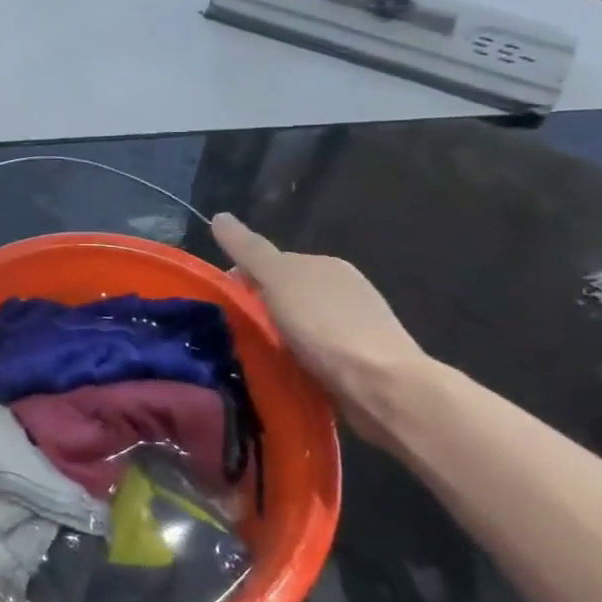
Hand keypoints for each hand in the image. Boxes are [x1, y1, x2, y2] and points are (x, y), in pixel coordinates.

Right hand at [211, 213, 427, 445]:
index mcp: (325, 264)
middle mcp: (343, 289)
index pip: (273, 263)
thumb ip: (249, 250)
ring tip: (256, 355)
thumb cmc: (325, 326)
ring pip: (301, 324)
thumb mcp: (278, 279)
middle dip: (260, 308)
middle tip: (236, 331)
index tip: (223, 303)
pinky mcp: (361, 361)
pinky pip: (316, 352)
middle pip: (287, 294)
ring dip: (279, 336)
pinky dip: (298, 358)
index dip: (243, 278)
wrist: (381, 385)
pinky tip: (286, 372)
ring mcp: (355, 326)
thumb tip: (219, 217)